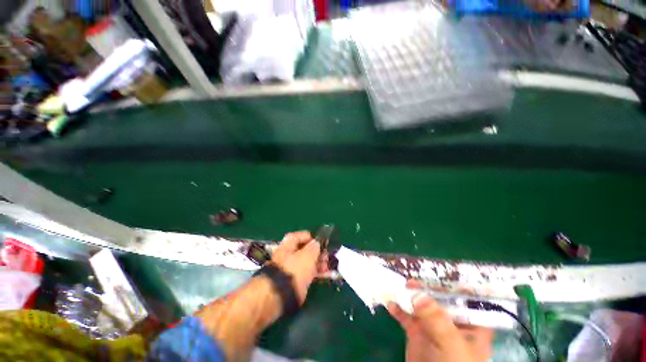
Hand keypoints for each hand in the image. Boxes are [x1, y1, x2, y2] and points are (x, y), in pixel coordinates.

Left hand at [270, 231, 328, 303]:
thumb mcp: (308, 254)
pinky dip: (316, 273)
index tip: (322, 242)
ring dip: (318, 263)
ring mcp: (291, 268)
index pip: (302, 236)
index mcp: (288, 244)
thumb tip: (317, 243)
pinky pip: (307, 273)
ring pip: (307, 262)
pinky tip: (326, 274)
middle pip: (305, 250)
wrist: (282, 295)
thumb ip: (315, 246)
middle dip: (318, 252)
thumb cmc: (295, 269)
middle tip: (326, 255)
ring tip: (327, 266)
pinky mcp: (294, 281)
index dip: (313, 238)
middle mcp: (288, 254)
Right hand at [387, 280, 493, 361]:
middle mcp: (452, 323)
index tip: (441, 269)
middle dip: (427, 286)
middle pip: (440, 298)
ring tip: (401, 284)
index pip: (467, 299)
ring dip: (410, 294)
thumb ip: (436, 319)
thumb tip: (418, 293)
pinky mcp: (417, 333)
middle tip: (414, 275)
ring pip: (421, 305)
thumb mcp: (450, 345)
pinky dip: (398, 308)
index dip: (456, 283)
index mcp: (470, 326)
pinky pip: (406, 316)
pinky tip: (390, 302)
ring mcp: (433, 328)